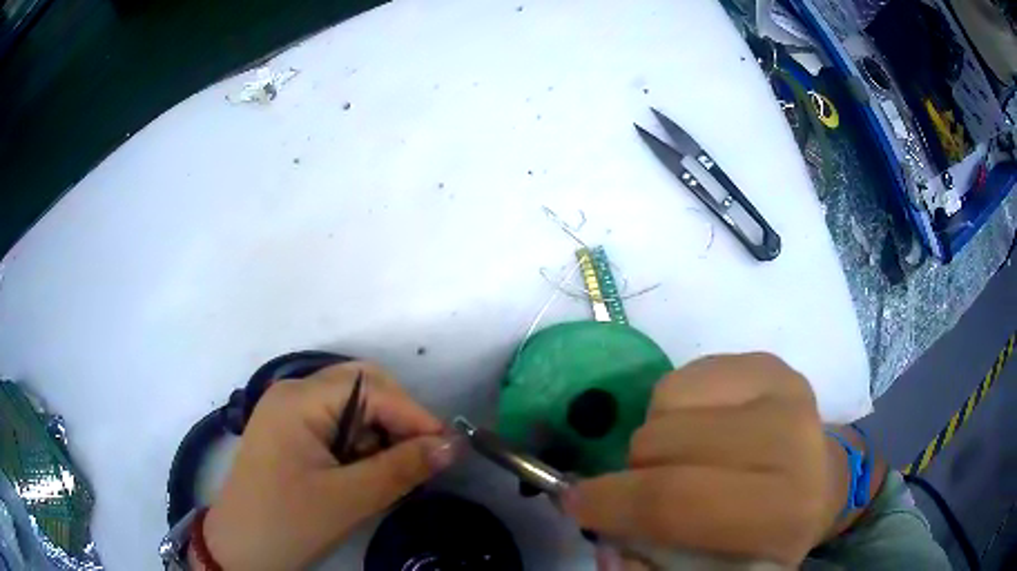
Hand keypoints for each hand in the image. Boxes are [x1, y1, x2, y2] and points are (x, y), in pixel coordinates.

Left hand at [197, 362, 457, 570]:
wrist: (239, 551)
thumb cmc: (289, 523)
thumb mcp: (349, 499)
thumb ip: (402, 468)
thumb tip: (452, 445)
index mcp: (299, 399)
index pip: (372, 388)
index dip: (414, 415)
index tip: (447, 448)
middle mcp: (292, 394)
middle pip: (361, 387)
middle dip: (397, 419)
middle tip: (422, 457)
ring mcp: (288, 414)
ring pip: (351, 407)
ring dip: (379, 434)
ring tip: (393, 473)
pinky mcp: (289, 435)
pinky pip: (335, 426)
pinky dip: (359, 445)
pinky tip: (366, 474)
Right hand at [562, 353, 840, 567]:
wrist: (816, 482)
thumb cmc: (764, 535)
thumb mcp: (714, 570)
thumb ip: (652, 566)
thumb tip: (607, 541)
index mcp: (781, 512)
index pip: (677, 502)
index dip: (612, 505)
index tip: (576, 505)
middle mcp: (791, 441)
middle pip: (664, 445)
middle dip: (630, 472)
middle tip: (636, 490)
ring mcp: (782, 390)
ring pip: (667, 403)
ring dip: (655, 439)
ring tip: (679, 460)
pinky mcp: (768, 362)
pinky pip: (684, 376)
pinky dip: (673, 408)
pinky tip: (699, 429)